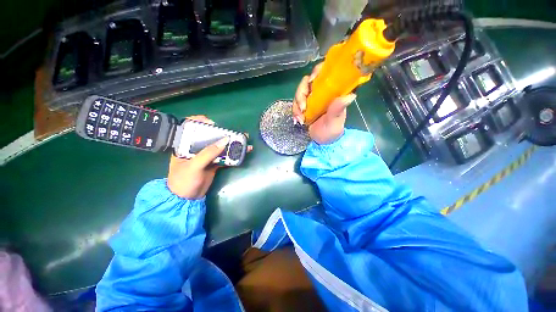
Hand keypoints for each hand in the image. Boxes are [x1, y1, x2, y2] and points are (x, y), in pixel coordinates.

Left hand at [167, 115, 251, 198]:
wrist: (187, 199)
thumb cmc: (183, 181)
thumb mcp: (194, 166)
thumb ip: (208, 153)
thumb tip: (225, 141)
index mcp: (184, 146)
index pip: (190, 128)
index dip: (200, 122)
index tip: (213, 123)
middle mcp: (195, 148)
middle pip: (209, 136)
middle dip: (222, 133)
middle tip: (233, 132)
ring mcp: (206, 156)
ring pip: (219, 146)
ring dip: (231, 143)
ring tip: (243, 140)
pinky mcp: (214, 163)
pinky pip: (225, 156)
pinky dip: (233, 154)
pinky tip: (242, 152)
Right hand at [292, 63, 356, 144]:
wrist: (322, 141)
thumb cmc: (332, 131)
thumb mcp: (335, 121)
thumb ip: (338, 109)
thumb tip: (351, 95)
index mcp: (333, 92)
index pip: (325, 72)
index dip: (317, 71)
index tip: (312, 81)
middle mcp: (321, 92)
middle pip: (307, 81)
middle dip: (301, 94)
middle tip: (302, 108)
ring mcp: (311, 98)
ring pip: (299, 93)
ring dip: (296, 105)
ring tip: (300, 119)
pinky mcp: (304, 105)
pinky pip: (295, 103)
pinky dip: (294, 111)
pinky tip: (297, 120)